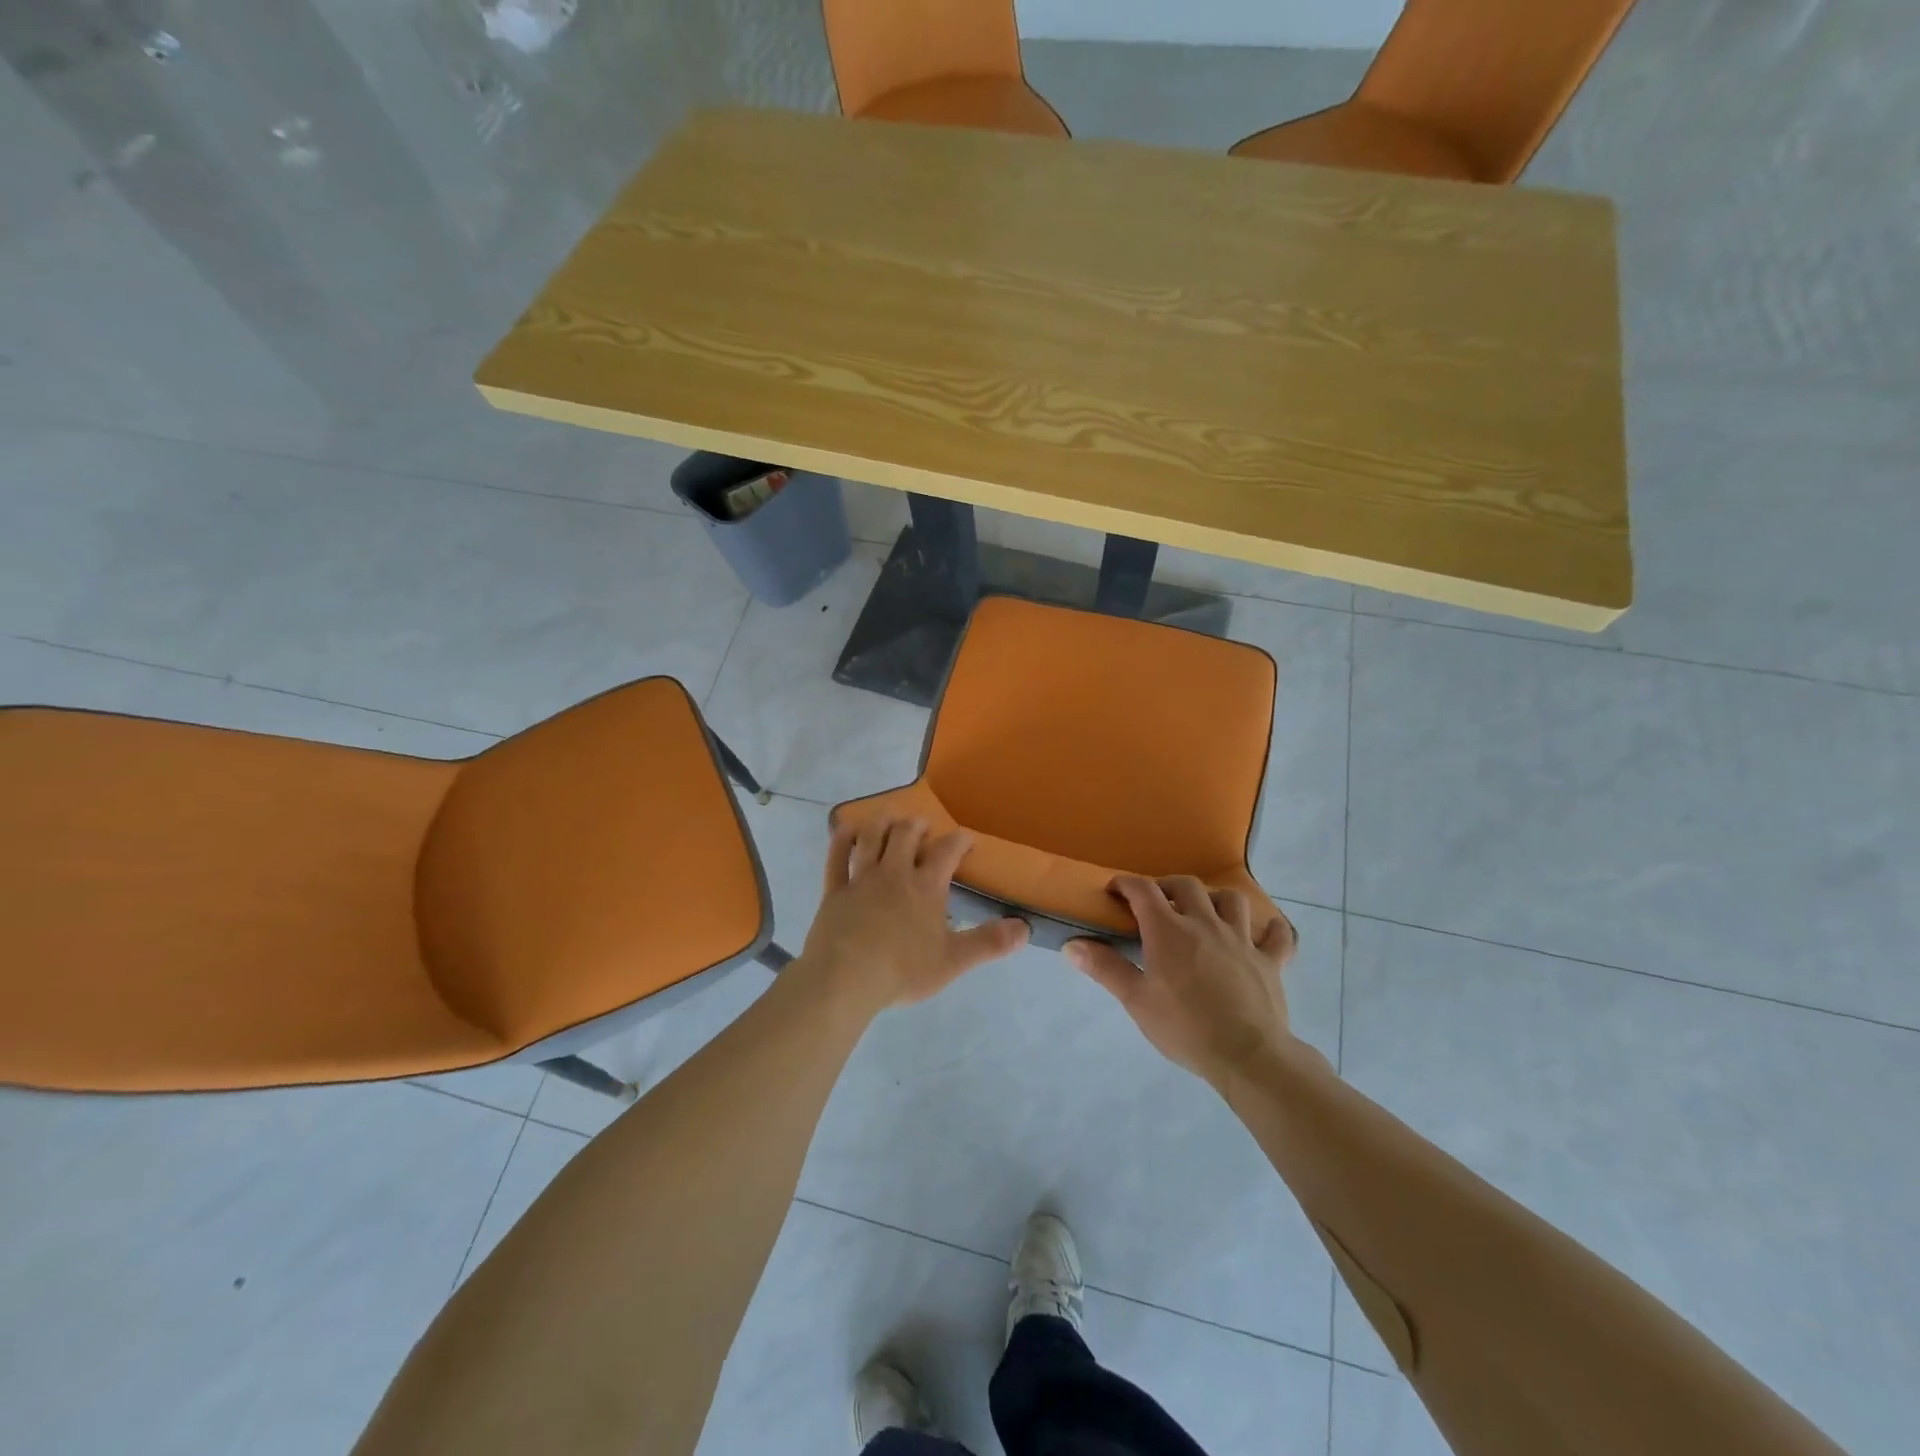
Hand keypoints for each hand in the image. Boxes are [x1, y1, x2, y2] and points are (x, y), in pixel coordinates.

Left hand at [803, 816, 1029, 1008]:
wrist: (846, 979)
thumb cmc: (903, 970)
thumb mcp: (954, 960)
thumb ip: (989, 943)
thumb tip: (1025, 928)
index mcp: (925, 887)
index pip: (946, 852)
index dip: (959, 840)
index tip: (966, 838)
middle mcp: (894, 873)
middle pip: (905, 835)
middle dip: (916, 825)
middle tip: (922, 826)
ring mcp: (861, 879)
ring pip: (871, 838)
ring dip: (881, 823)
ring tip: (889, 818)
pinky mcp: (834, 890)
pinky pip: (836, 857)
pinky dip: (841, 840)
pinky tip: (845, 829)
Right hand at [1066, 875, 1298, 1087]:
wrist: (1248, 1056)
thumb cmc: (1185, 1028)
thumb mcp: (1136, 1001)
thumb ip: (1105, 968)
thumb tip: (1071, 945)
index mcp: (1168, 930)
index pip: (1143, 890)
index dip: (1126, 884)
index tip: (1114, 890)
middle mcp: (1205, 924)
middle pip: (1187, 886)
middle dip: (1167, 886)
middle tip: (1157, 901)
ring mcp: (1242, 940)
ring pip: (1232, 900)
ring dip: (1215, 899)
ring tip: (1205, 912)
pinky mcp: (1270, 961)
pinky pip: (1277, 935)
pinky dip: (1270, 929)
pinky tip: (1264, 932)